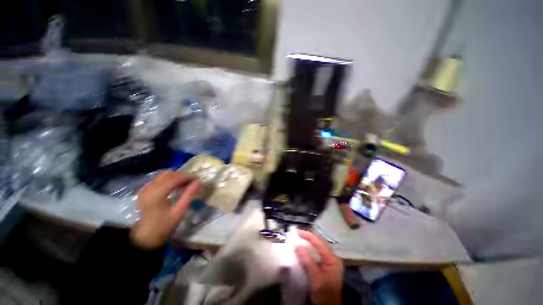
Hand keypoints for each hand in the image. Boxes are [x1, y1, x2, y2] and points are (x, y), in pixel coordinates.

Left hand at [130, 171, 200, 249]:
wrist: (144, 237)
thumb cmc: (163, 226)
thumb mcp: (179, 212)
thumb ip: (189, 195)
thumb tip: (199, 182)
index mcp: (157, 193)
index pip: (175, 178)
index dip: (188, 176)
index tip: (198, 178)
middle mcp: (149, 188)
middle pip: (169, 174)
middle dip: (183, 175)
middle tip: (193, 181)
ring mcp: (146, 188)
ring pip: (164, 175)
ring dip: (176, 176)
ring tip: (186, 183)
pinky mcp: (145, 190)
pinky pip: (159, 179)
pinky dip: (170, 179)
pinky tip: (176, 185)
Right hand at [295, 230, 342, 304]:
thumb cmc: (324, 294)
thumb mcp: (316, 279)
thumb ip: (308, 262)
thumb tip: (297, 246)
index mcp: (332, 259)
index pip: (319, 243)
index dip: (308, 236)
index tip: (297, 232)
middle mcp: (332, 258)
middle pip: (319, 244)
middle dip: (307, 238)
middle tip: (296, 235)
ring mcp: (329, 263)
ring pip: (317, 249)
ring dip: (307, 244)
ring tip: (298, 240)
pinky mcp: (324, 267)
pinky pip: (315, 255)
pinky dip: (308, 251)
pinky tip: (302, 251)